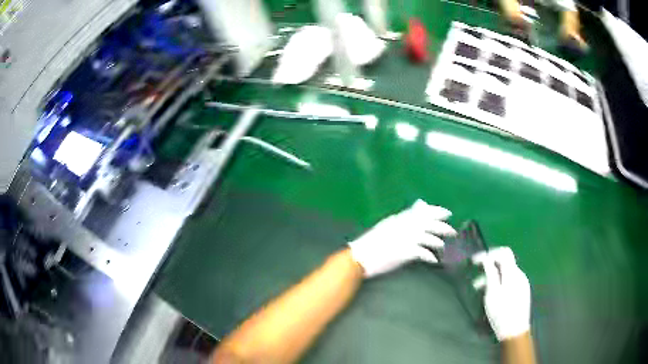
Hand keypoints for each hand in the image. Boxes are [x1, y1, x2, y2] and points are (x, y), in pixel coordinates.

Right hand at [348, 199, 455, 277]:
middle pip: (429, 223)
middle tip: (453, 231)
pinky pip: (423, 253)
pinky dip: (430, 257)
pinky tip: (434, 260)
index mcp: (399, 219)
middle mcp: (404, 226)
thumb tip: (412, 216)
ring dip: (438, 242)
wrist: (359, 257)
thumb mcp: (385, 227)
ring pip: (429, 238)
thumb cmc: (370, 243)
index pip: (423, 212)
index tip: (447, 213)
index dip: (437, 211)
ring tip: (442, 246)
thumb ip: (399, 220)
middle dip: (443, 226)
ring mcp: (405, 239)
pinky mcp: (405, 252)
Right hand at [472, 247, 530, 340]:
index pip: (504, 252)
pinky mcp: (522, 291)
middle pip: (505, 263)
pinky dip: (499, 283)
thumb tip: (487, 259)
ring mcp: (522, 283)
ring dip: (492, 277)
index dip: (490, 253)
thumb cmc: (501, 312)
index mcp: (512, 273)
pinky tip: (492, 295)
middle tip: (476, 278)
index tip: (476, 261)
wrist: (514, 330)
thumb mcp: (492, 293)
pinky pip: (510, 281)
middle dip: (489, 267)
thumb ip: (490, 274)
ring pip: (506, 274)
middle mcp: (519, 274)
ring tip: (480, 290)